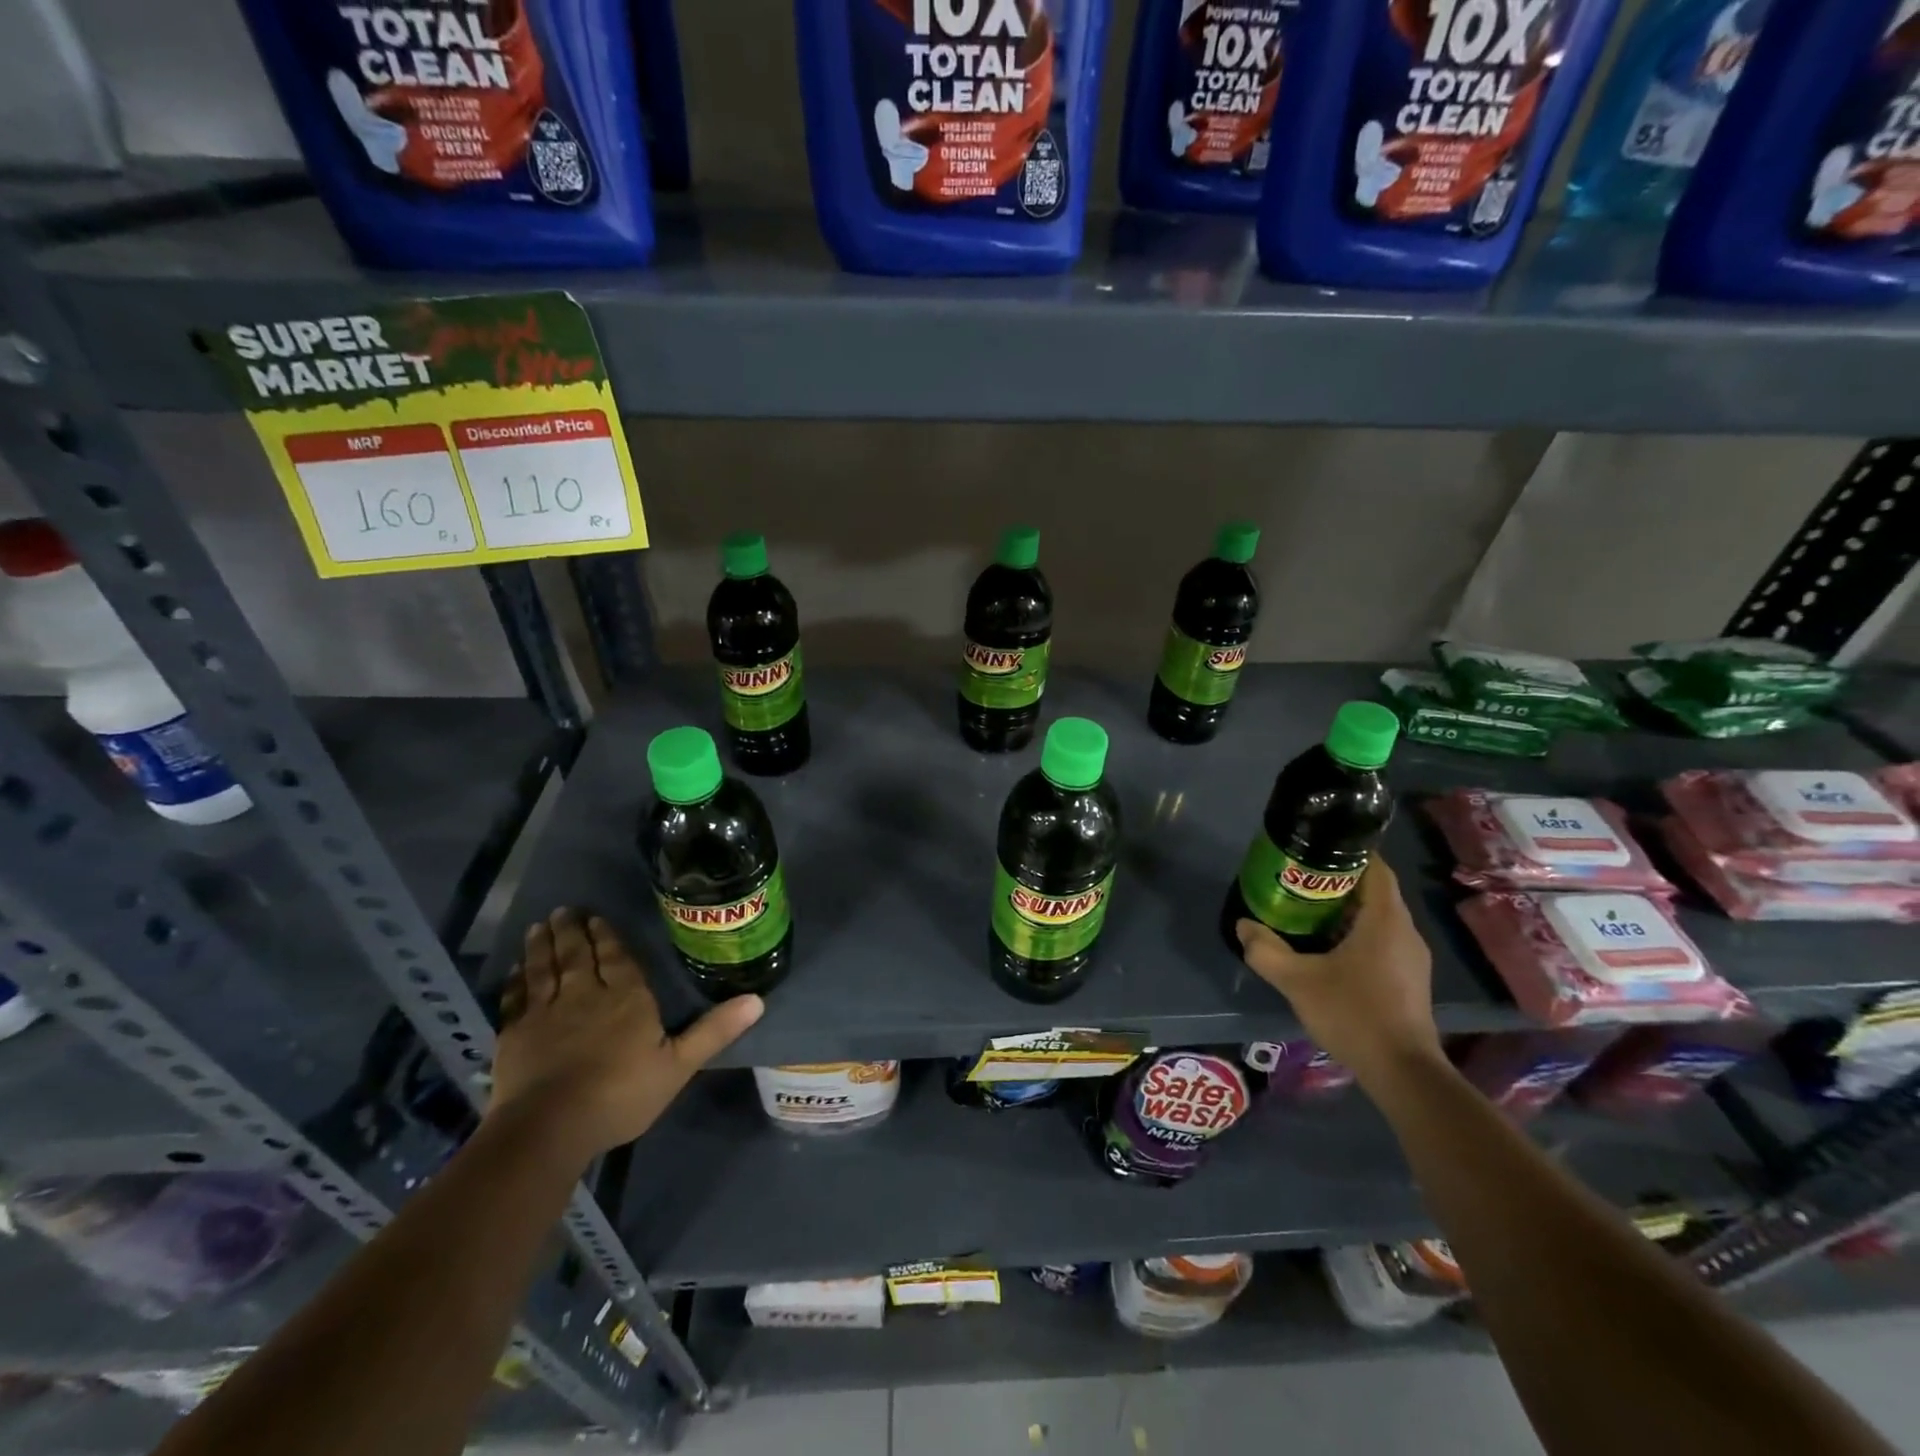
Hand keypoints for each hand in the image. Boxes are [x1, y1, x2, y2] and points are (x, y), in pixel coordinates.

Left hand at [488, 909, 761, 1162]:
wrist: (550, 1127)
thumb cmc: (621, 1094)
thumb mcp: (678, 1065)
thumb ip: (714, 1031)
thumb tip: (758, 999)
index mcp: (626, 997)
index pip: (615, 957)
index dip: (606, 936)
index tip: (596, 917)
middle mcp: (584, 994)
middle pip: (576, 954)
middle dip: (571, 931)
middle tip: (564, 911)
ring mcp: (545, 1013)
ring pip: (544, 969)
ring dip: (542, 946)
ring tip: (539, 926)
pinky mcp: (515, 1035)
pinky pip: (515, 998)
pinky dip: (515, 980)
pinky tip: (515, 970)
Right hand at [1234, 859, 1441, 1086]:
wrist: (1402, 1072)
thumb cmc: (1353, 1014)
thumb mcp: (1297, 981)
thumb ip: (1266, 951)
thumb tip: (1243, 926)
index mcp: (1384, 920)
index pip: (1375, 868)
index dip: (1349, 853)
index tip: (1316, 849)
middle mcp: (1405, 931)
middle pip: (1374, 891)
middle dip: (1338, 882)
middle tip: (1299, 880)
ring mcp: (1411, 957)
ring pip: (1378, 918)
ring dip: (1347, 910)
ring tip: (1307, 911)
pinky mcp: (1409, 979)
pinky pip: (1382, 940)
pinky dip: (1357, 934)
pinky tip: (1328, 949)